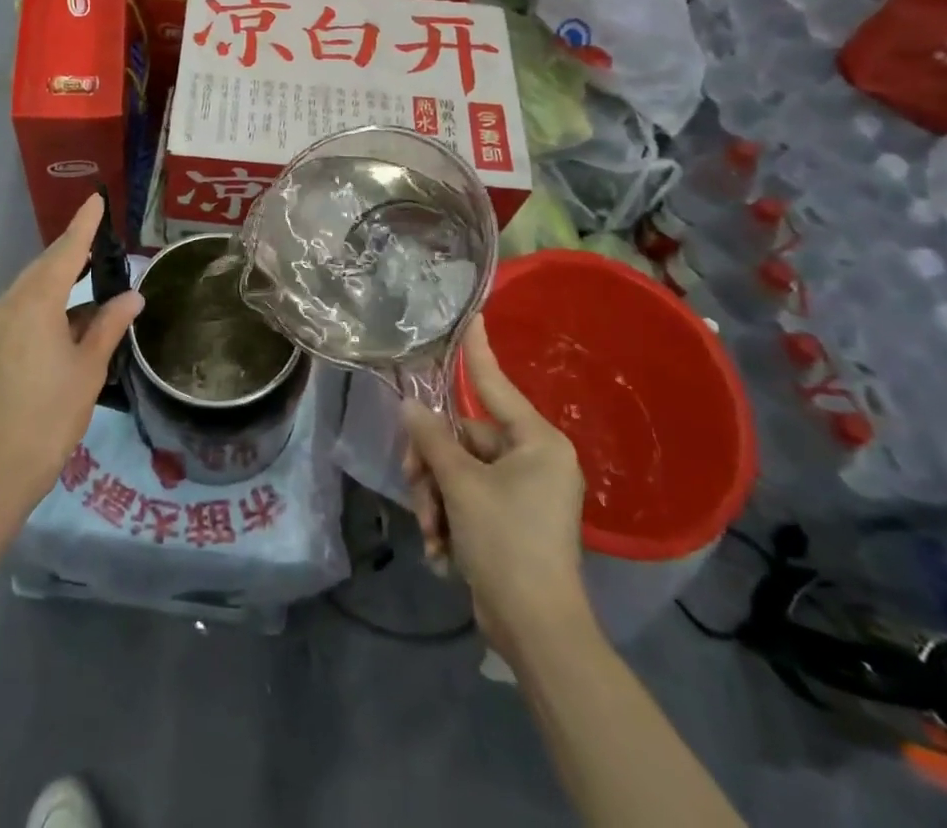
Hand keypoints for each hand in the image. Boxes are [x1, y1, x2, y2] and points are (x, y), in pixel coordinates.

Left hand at [0, 194, 143, 514]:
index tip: (95, 200)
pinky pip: (15, 311)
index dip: (83, 227)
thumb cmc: (50, 416)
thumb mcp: (88, 368)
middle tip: (96, 242)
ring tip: (84, 282)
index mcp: (34, 305)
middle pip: (42, 268)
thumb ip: (109, 325)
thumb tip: (132, 296)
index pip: (65, 254)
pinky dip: (39, 306)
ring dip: (55, 282)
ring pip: (27, 290)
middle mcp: (5, 305)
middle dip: (69, 253)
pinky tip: (59, 322)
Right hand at [402, 319, 591, 655]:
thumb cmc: (506, 542)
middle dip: (433, 467)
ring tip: (430, 532)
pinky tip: (440, 551)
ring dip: (436, 499)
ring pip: (459, 472)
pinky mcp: (512, 521)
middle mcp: (534, 460)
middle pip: (463, 439)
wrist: (536, 631)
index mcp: (536, 442)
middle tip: (415, 488)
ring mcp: (525, 493)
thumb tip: (409, 405)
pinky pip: (468, 500)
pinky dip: (449, 520)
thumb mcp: (460, 485)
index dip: (478, 351)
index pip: (495, 384)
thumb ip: (432, 439)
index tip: (473, 315)